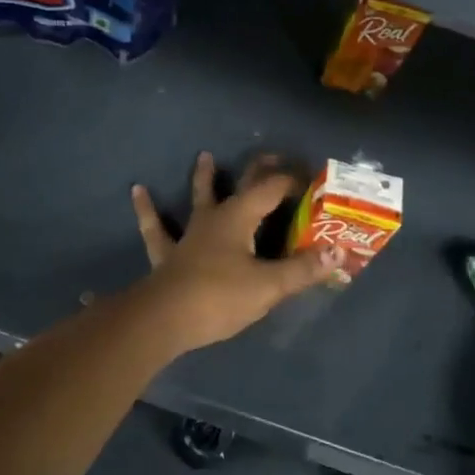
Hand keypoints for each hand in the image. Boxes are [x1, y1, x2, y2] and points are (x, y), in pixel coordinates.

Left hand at [129, 152, 341, 352]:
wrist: (165, 319)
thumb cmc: (220, 297)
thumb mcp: (269, 286)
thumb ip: (303, 269)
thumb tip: (337, 252)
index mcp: (240, 217)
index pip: (271, 189)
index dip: (293, 182)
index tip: (312, 181)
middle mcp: (215, 218)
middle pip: (240, 186)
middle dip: (259, 170)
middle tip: (271, 156)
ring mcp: (189, 235)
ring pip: (198, 199)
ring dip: (204, 178)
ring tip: (204, 156)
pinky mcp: (168, 255)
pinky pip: (156, 229)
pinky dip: (147, 210)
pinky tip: (137, 191)